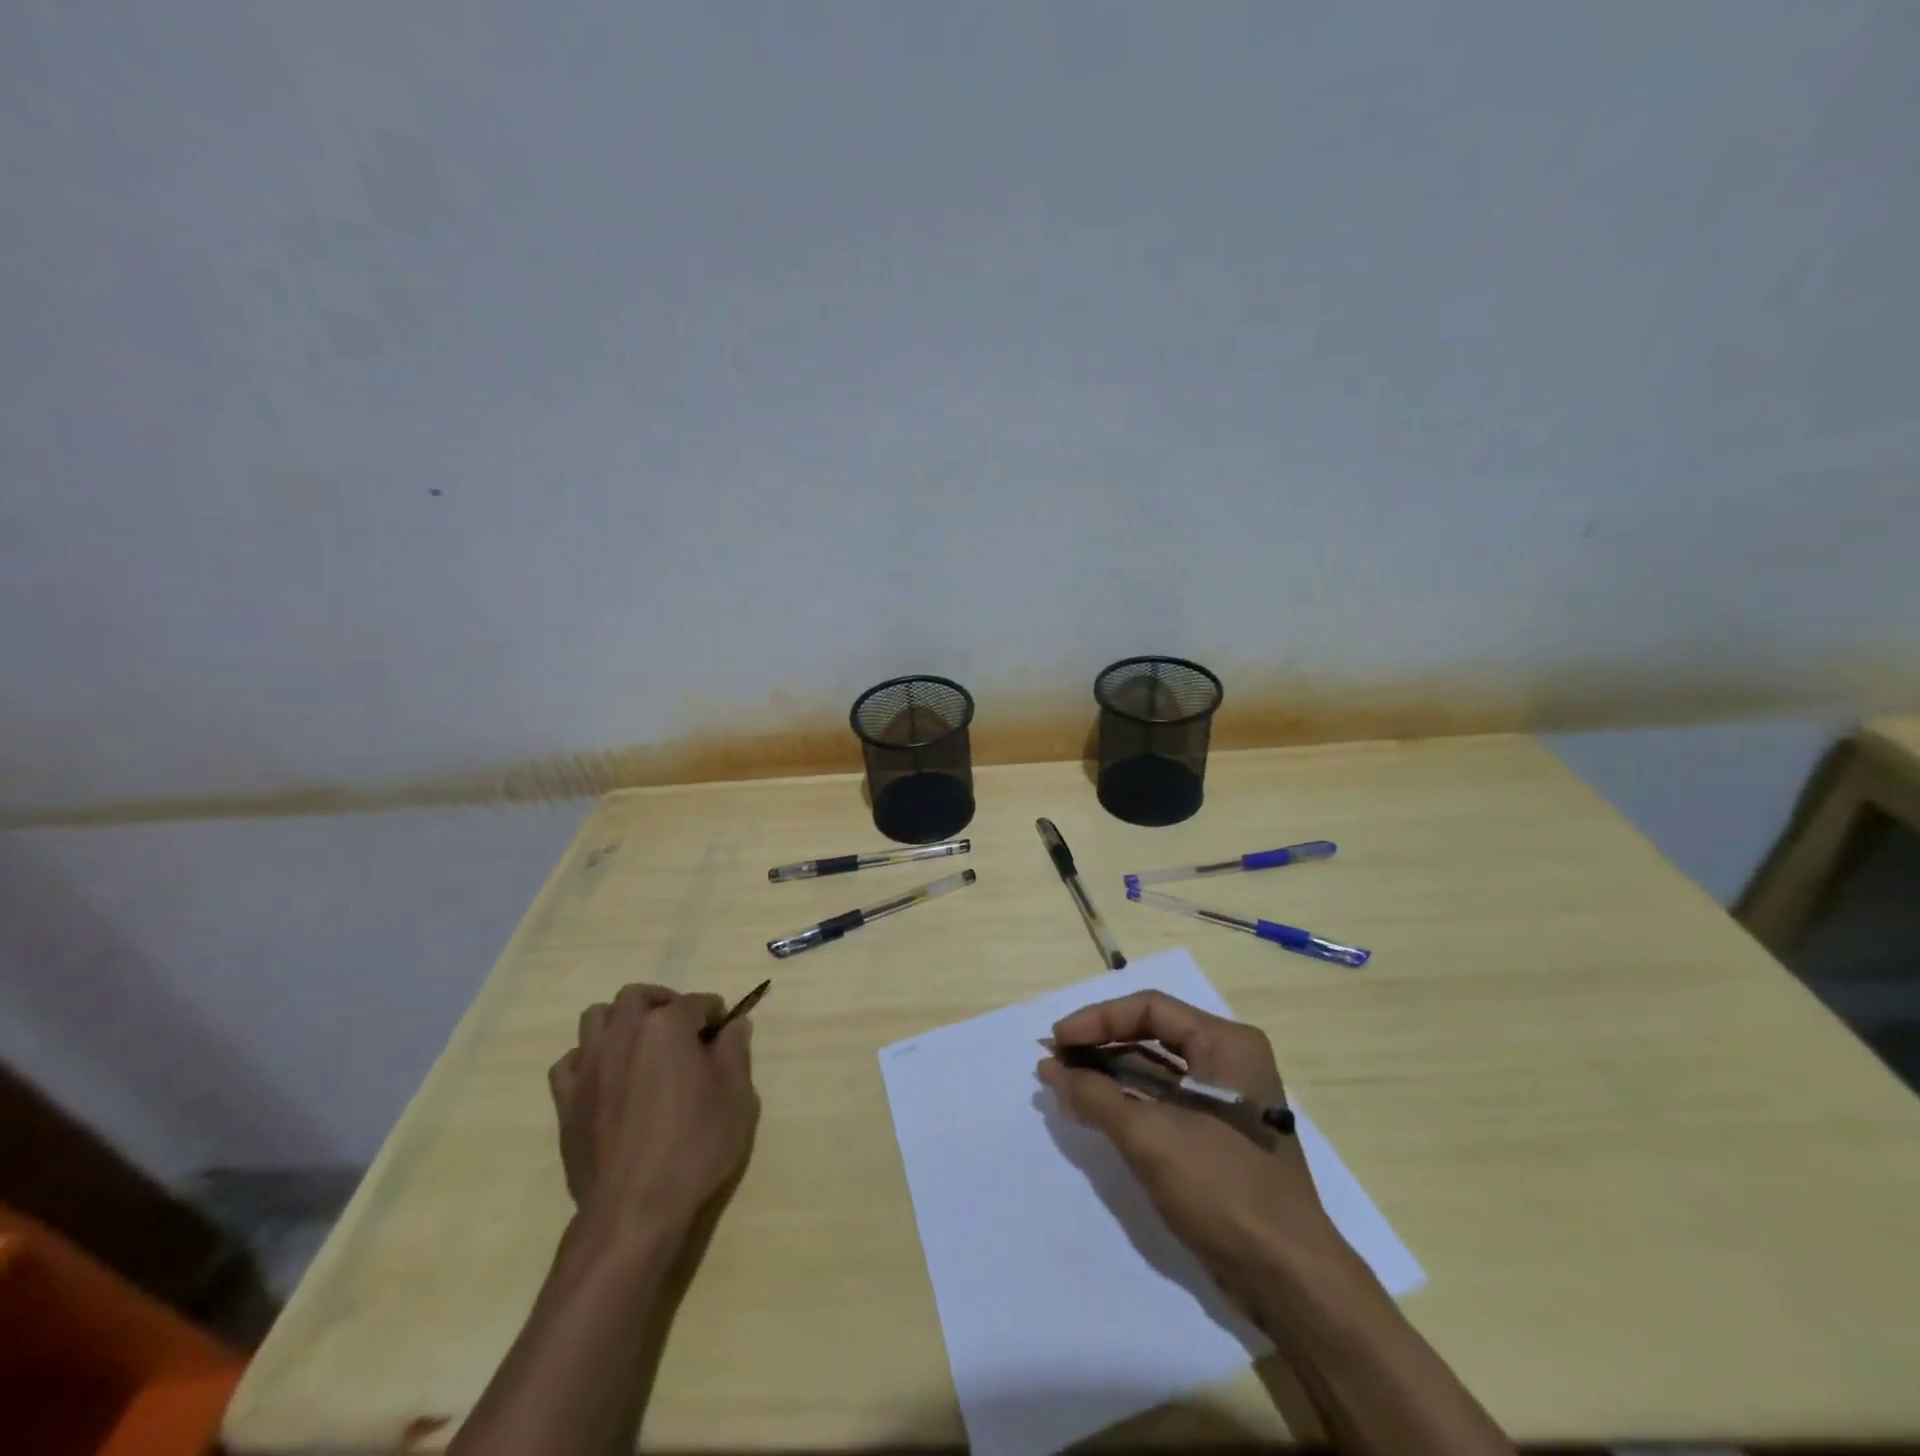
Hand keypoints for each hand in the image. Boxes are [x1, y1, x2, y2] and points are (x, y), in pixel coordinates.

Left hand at [548, 984, 759, 1239]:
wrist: (634, 1210)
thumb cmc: (694, 1147)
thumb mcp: (736, 1097)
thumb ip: (735, 1051)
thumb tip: (734, 1025)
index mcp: (666, 1027)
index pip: (695, 1002)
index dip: (714, 1012)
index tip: (724, 1030)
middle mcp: (623, 1034)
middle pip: (637, 997)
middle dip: (662, 1002)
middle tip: (682, 1027)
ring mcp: (589, 1067)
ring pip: (596, 1018)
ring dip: (620, 1021)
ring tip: (641, 1044)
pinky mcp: (566, 1101)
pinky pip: (570, 1061)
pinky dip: (588, 1058)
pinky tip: (607, 1077)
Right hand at [1038, 991, 1347, 1311]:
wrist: (1288, 1278)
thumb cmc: (1222, 1189)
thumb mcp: (1150, 1137)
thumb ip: (1095, 1096)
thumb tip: (1050, 1070)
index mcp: (1226, 1043)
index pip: (1150, 1009)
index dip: (1098, 1020)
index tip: (1057, 1042)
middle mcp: (1229, 1060)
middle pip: (1152, 1035)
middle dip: (1100, 1046)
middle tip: (1055, 1060)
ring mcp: (1226, 1098)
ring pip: (1156, 1070)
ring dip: (1109, 1073)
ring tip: (1063, 1081)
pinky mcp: (1218, 1134)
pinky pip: (1165, 1101)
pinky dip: (1128, 1101)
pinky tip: (1093, 1108)